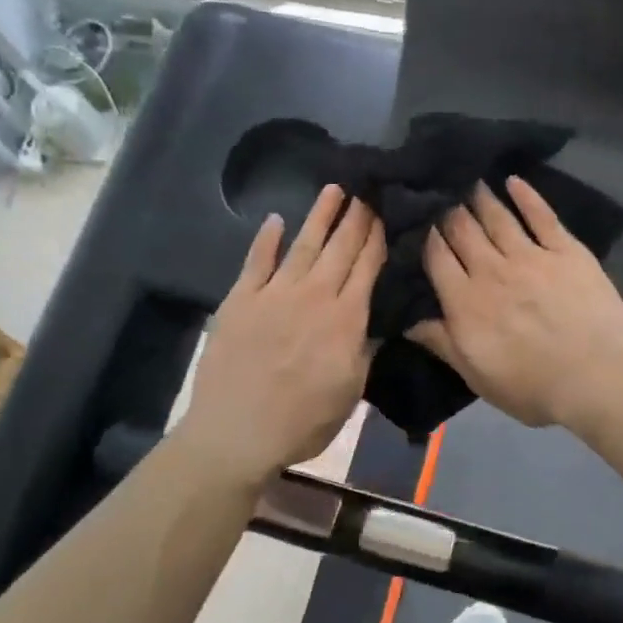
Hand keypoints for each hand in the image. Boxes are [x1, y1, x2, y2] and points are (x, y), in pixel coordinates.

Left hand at [179, 185, 383, 483]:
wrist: (238, 432)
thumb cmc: (304, 420)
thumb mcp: (350, 392)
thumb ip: (364, 350)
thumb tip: (375, 322)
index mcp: (345, 318)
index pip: (366, 267)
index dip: (376, 238)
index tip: (385, 214)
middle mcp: (313, 296)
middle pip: (339, 249)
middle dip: (355, 219)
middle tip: (366, 191)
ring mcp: (274, 294)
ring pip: (302, 245)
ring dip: (319, 216)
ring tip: (333, 190)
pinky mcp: (240, 300)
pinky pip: (256, 262)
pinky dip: (265, 240)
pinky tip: (275, 220)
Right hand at [408, 177, 622, 427]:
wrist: (596, 376)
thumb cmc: (532, 386)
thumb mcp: (476, 375)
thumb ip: (442, 343)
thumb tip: (407, 320)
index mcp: (465, 301)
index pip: (437, 258)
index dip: (427, 237)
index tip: (421, 221)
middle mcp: (492, 270)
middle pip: (463, 231)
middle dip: (449, 212)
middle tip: (443, 195)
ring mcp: (531, 256)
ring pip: (498, 218)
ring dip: (481, 198)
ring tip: (471, 182)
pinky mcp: (566, 251)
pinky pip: (542, 216)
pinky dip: (527, 196)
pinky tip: (514, 181)